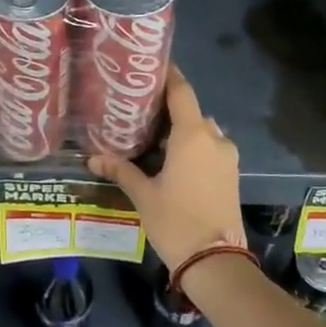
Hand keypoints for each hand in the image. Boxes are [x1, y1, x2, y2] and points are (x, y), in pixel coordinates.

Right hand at [89, 66, 245, 270]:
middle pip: (191, 111)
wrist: (216, 261)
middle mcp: (214, 138)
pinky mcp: (232, 173)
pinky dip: (194, 147)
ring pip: (203, 131)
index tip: (153, 65)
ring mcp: (227, 156)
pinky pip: (211, 148)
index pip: (181, 91)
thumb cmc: (176, 221)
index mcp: (193, 135)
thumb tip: (93, 158)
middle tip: (142, 111)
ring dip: (182, 131)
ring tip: (155, 139)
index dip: (169, 75)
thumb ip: (121, 170)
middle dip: (169, 110)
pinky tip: (173, 160)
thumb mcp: (143, 194)